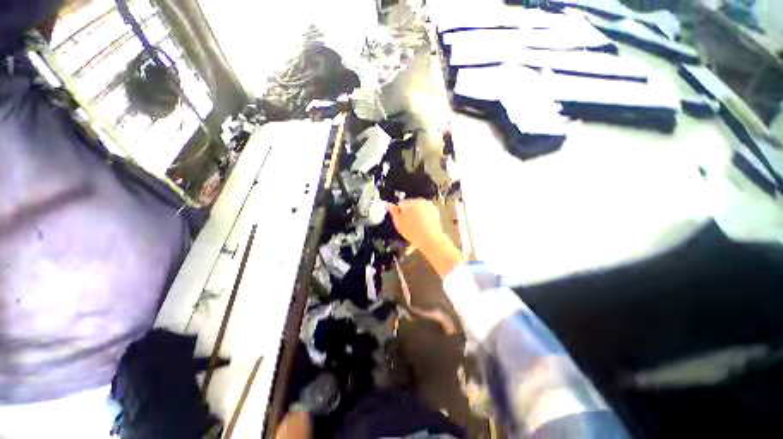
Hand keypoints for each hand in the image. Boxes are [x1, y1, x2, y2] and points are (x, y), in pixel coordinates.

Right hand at [387, 199, 465, 277]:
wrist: (430, 239)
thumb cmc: (414, 232)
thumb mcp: (398, 223)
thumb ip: (393, 212)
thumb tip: (390, 206)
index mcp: (409, 203)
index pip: (400, 203)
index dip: (399, 212)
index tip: (400, 220)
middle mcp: (419, 201)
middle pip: (410, 205)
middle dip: (408, 213)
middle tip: (408, 225)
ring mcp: (428, 205)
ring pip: (418, 209)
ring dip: (416, 215)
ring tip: (416, 227)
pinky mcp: (435, 211)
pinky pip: (426, 212)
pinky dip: (424, 217)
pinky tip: (422, 226)